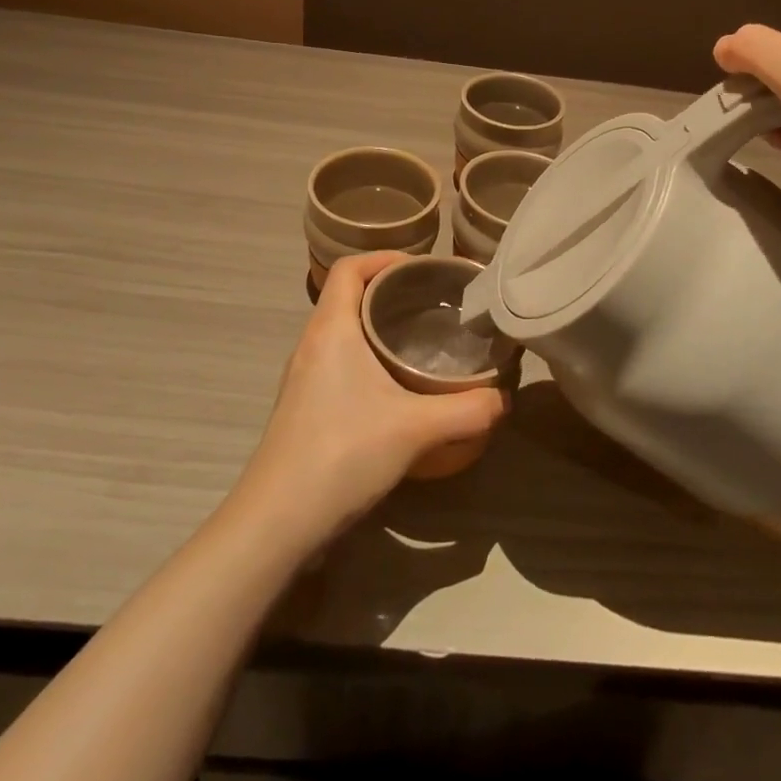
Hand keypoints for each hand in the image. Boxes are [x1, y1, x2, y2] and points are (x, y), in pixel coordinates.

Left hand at [234, 252, 507, 549]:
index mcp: (331, 328)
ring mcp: (304, 377)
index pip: (349, 268)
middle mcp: (312, 343)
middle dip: (390, 291)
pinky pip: (338, 361)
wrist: (276, 522)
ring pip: (343, 330)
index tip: (422, 269)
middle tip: (434, 303)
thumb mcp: (416, 429)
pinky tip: (396, 387)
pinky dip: (368, 357)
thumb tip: (504, 398)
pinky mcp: (304, 407)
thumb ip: (468, 410)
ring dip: (378, 326)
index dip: (384, 258)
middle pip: (348, 295)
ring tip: (421, 340)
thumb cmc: (342, 453)